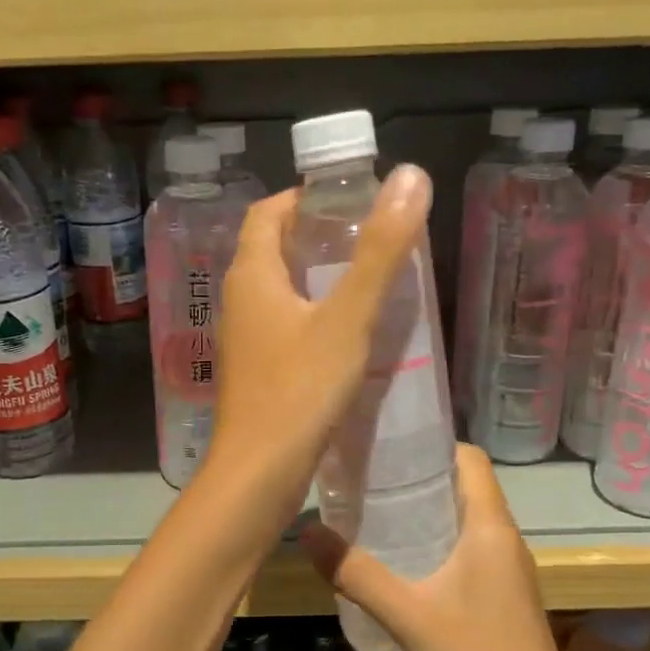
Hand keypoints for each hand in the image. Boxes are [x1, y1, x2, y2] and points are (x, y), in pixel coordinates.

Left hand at [204, 166, 430, 516]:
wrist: (259, 473)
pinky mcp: (257, 370)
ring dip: (320, 279)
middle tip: (372, 239)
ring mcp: (245, 338)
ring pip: (282, 291)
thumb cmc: (300, 390)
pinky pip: (286, 325)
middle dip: (320, 237)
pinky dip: (316, 316)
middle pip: (275, 249)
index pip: (270, 212)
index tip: (351, 201)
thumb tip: (409, 177)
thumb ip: (380, 252)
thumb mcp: (348, 318)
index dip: (306, 197)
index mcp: (252, 274)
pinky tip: (352, 334)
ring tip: (371, 281)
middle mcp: (240, 300)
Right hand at [298, 445, 581, 650]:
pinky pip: (466, 551)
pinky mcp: (502, 597)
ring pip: (464, 521)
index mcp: (491, 528)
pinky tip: (399, 565)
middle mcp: (504, 539)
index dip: (432, 443)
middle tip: (364, 478)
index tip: (385, 445)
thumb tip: (306, 531)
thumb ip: (356, 574)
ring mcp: (507, 571)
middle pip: (463, 486)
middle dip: (417, 477)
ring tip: (372, 514)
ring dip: (424, 512)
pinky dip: (434, 544)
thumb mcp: (409, 616)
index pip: (470, 458)